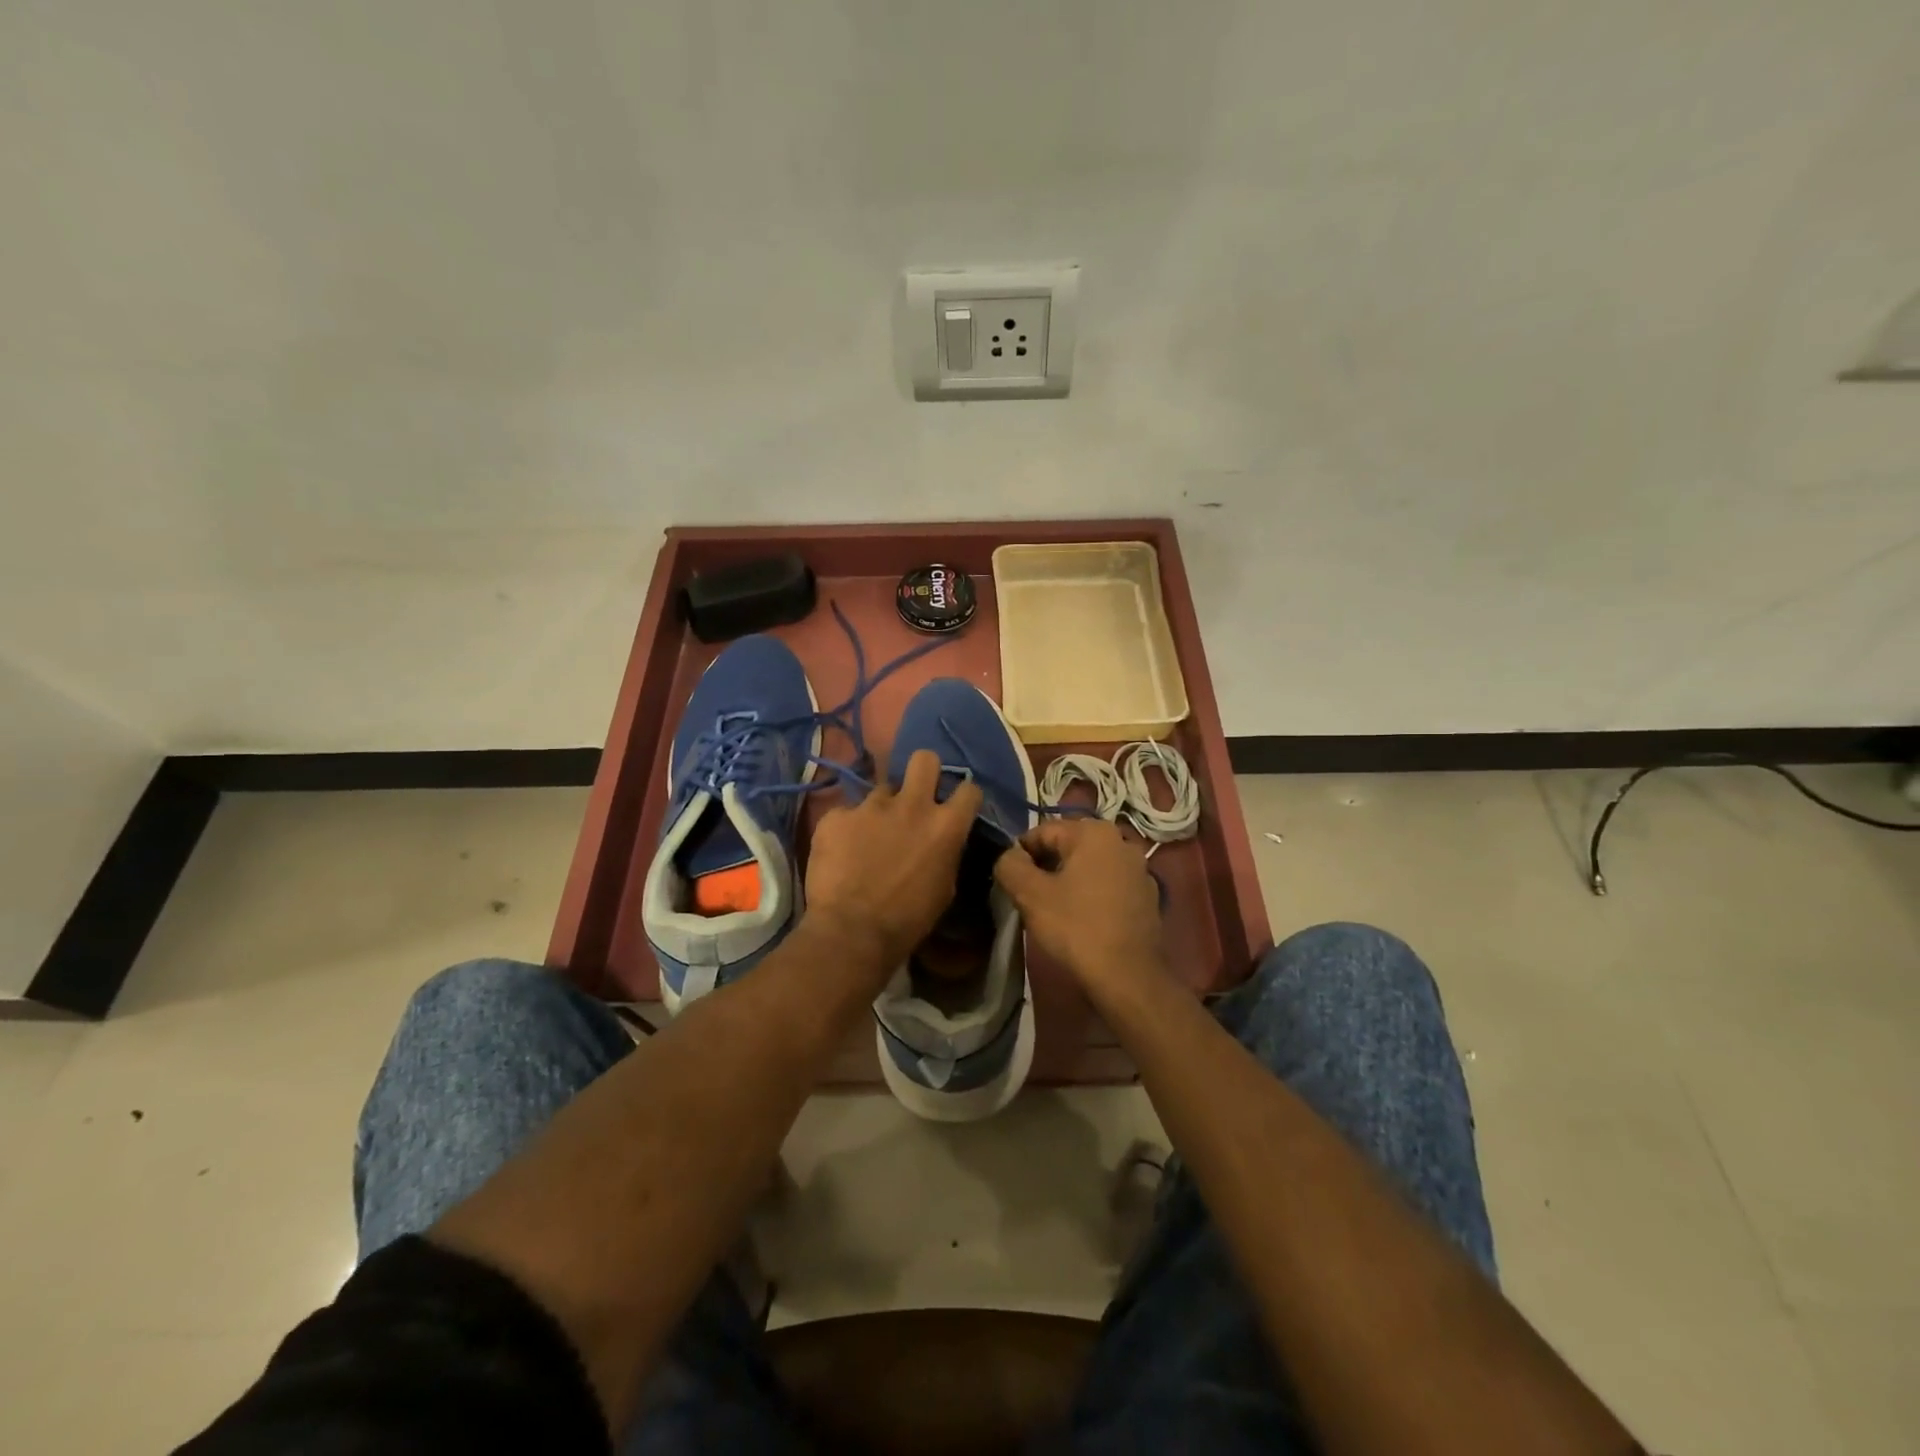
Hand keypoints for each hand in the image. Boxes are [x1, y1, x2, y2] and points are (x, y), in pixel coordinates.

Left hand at [805, 749, 982, 981]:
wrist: (852, 932)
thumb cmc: (908, 920)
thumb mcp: (945, 888)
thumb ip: (947, 852)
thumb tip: (943, 841)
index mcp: (945, 825)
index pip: (969, 789)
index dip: (963, 797)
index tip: (955, 807)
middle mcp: (912, 804)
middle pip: (924, 759)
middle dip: (923, 771)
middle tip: (915, 794)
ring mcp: (871, 806)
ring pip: (881, 790)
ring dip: (880, 809)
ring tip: (869, 836)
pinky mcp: (836, 815)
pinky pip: (845, 813)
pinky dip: (846, 829)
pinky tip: (841, 853)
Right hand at [993, 818, 1165, 1005]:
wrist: (1128, 977)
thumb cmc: (1076, 928)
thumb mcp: (1030, 895)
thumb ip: (1010, 865)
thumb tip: (1009, 856)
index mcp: (1094, 832)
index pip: (1043, 832)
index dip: (1020, 855)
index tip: (1011, 883)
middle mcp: (1121, 841)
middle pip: (1068, 847)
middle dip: (1046, 867)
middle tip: (1030, 898)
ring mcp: (1139, 870)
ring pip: (1089, 867)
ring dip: (1069, 881)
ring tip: (1054, 911)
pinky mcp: (1148, 897)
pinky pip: (1109, 886)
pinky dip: (1092, 896)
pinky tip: (1082, 921)